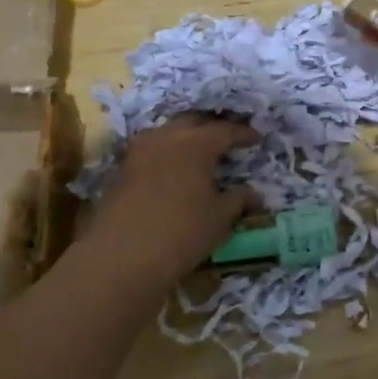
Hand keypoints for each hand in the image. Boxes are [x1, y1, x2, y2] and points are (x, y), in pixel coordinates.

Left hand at [82, 115, 258, 286]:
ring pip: (167, 131)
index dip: (242, 133)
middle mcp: (166, 138)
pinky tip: (171, 167)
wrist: (121, 257)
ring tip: (197, 149)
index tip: (256, 138)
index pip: (225, 130)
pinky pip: (150, 149)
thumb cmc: (181, 233)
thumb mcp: (219, 218)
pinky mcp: (121, 169)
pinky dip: (165, 152)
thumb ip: (238, 200)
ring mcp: (139, 151)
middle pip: (193, 121)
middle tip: (226, 138)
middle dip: (211, 127)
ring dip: (184, 135)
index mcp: (196, 144)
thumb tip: (254, 193)